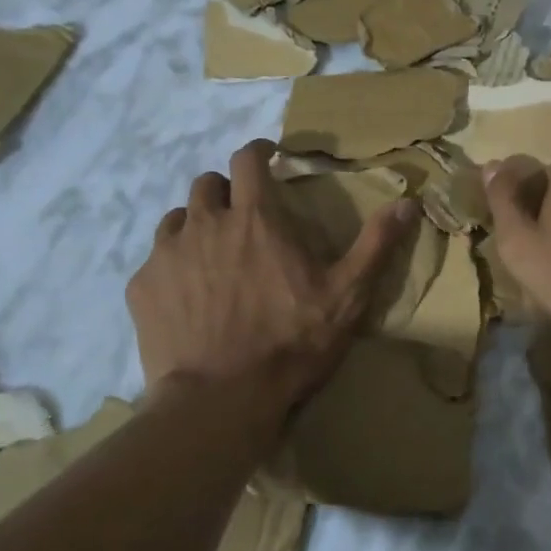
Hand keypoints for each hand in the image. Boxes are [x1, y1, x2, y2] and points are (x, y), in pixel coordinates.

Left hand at [128, 139, 413, 426]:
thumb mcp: (347, 295)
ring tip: (212, 252)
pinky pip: (155, 259)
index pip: (247, 159)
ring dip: (196, 224)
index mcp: (256, 217)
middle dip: (226, 190)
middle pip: (207, 184)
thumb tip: (408, 202)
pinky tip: (186, 294)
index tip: (267, 158)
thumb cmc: (291, 342)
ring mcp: (168, 254)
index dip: (258, 151)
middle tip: (242, 215)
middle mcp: (206, 223)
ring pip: (177, 218)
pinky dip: (172, 264)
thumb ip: (375, 244)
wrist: (221, 399)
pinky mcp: (142, 287)